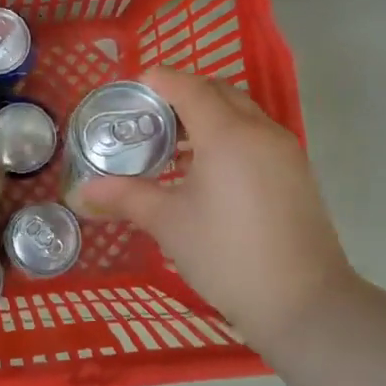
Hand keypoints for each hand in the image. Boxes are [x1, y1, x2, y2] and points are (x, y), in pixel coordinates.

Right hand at [78, 68, 357, 351]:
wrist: (303, 303)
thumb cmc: (227, 256)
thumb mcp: (169, 223)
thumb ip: (126, 197)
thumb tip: (83, 192)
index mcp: (227, 133)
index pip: (188, 86)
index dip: (156, 81)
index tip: (128, 92)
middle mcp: (260, 130)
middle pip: (217, 91)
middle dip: (181, 95)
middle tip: (147, 120)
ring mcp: (284, 150)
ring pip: (241, 113)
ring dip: (207, 116)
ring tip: (173, 147)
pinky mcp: (296, 171)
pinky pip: (256, 135)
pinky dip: (228, 136)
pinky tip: (205, 171)